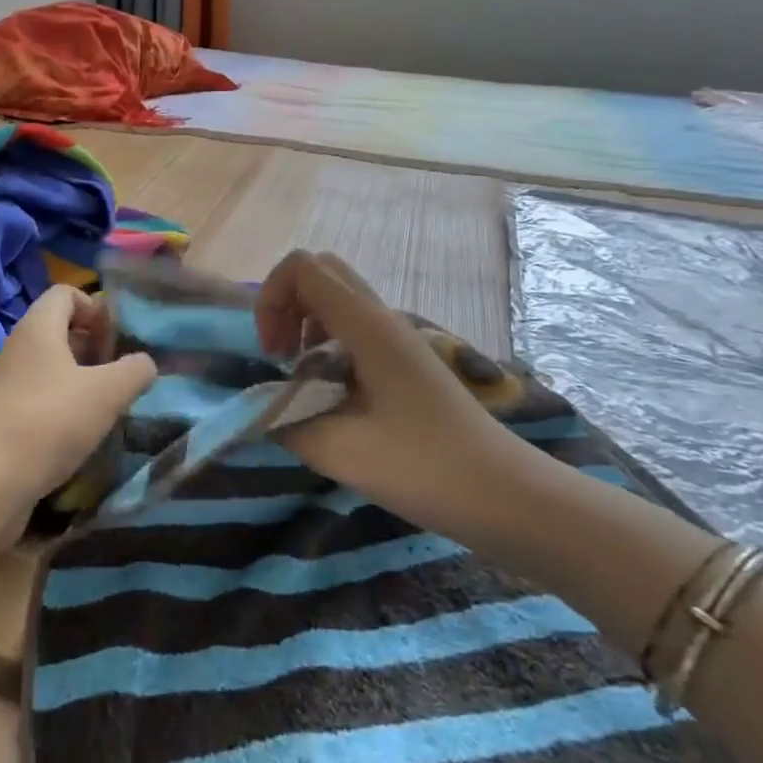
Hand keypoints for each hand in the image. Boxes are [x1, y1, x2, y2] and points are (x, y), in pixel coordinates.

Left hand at [0, 285, 157, 548]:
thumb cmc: (51, 421)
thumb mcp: (108, 392)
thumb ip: (135, 370)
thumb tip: (144, 363)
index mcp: (38, 327)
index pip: (66, 293)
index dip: (96, 308)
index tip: (117, 341)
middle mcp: (18, 348)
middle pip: (60, 330)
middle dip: (95, 347)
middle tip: (119, 376)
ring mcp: (6, 384)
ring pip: (52, 368)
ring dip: (82, 381)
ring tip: (107, 407)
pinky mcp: (3, 418)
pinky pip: (40, 398)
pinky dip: (64, 408)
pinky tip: (82, 434)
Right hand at [254, 251, 508, 530]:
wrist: (505, 495)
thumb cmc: (423, 467)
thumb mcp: (338, 450)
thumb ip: (283, 420)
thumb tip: (257, 409)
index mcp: (367, 326)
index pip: (302, 267)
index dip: (271, 300)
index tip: (274, 357)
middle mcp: (383, 319)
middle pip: (319, 275)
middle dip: (284, 307)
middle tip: (280, 360)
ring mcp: (398, 339)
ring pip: (336, 302)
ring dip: (305, 329)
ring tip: (301, 383)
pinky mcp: (405, 363)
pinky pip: (354, 332)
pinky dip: (327, 350)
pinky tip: (330, 398)